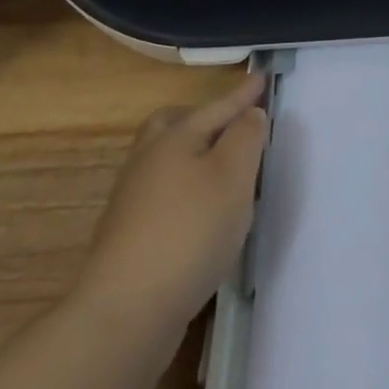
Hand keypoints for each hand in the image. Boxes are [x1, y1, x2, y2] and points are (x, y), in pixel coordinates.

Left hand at [73, 73, 268, 325]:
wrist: (126, 311)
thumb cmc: (190, 231)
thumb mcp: (233, 176)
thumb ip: (246, 138)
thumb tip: (249, 114)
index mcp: (175, 138)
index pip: (217, 107)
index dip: (243, 94)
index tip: (262, 77)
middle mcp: (149, 160)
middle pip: (175, 124)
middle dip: (205, 117)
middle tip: (233, 122)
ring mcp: (133, 199)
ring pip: (166, 158)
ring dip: (195, 154)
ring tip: (225, 168)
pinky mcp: (130, 235)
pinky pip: (164, 191)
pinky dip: (187, 187)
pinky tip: (203, 211)